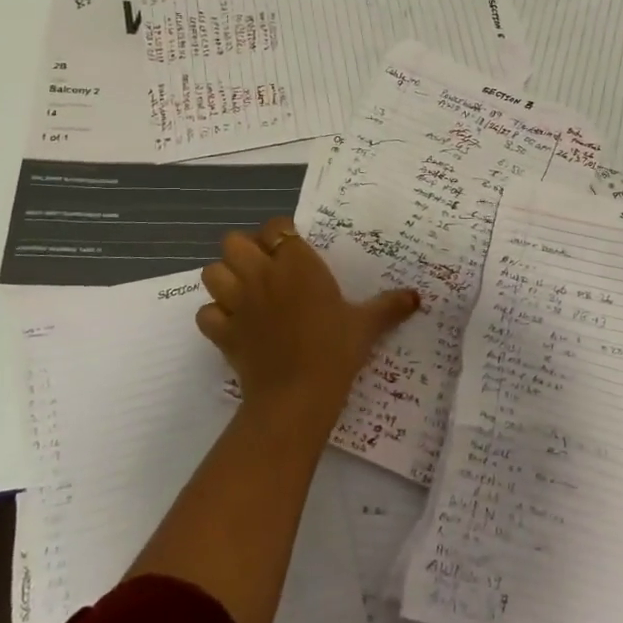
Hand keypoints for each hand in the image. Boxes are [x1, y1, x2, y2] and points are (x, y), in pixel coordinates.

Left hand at [198, 216, 419, 430]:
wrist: (297, 395)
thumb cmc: (335, 350)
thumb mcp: (367, 325)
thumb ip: (390, 306)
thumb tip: (417, 296)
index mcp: (297, 263)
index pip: (276, 227)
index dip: (281, 235)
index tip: (294, 250)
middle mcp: (261, 274)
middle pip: (234, 242)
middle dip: (245, 251)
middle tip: (266, 269)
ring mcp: (236, 303)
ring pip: (211, 273)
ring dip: (225, 279)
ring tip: (244, 293)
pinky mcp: (221, 332)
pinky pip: (205, 314)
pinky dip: (215, 317)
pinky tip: (233, 325)